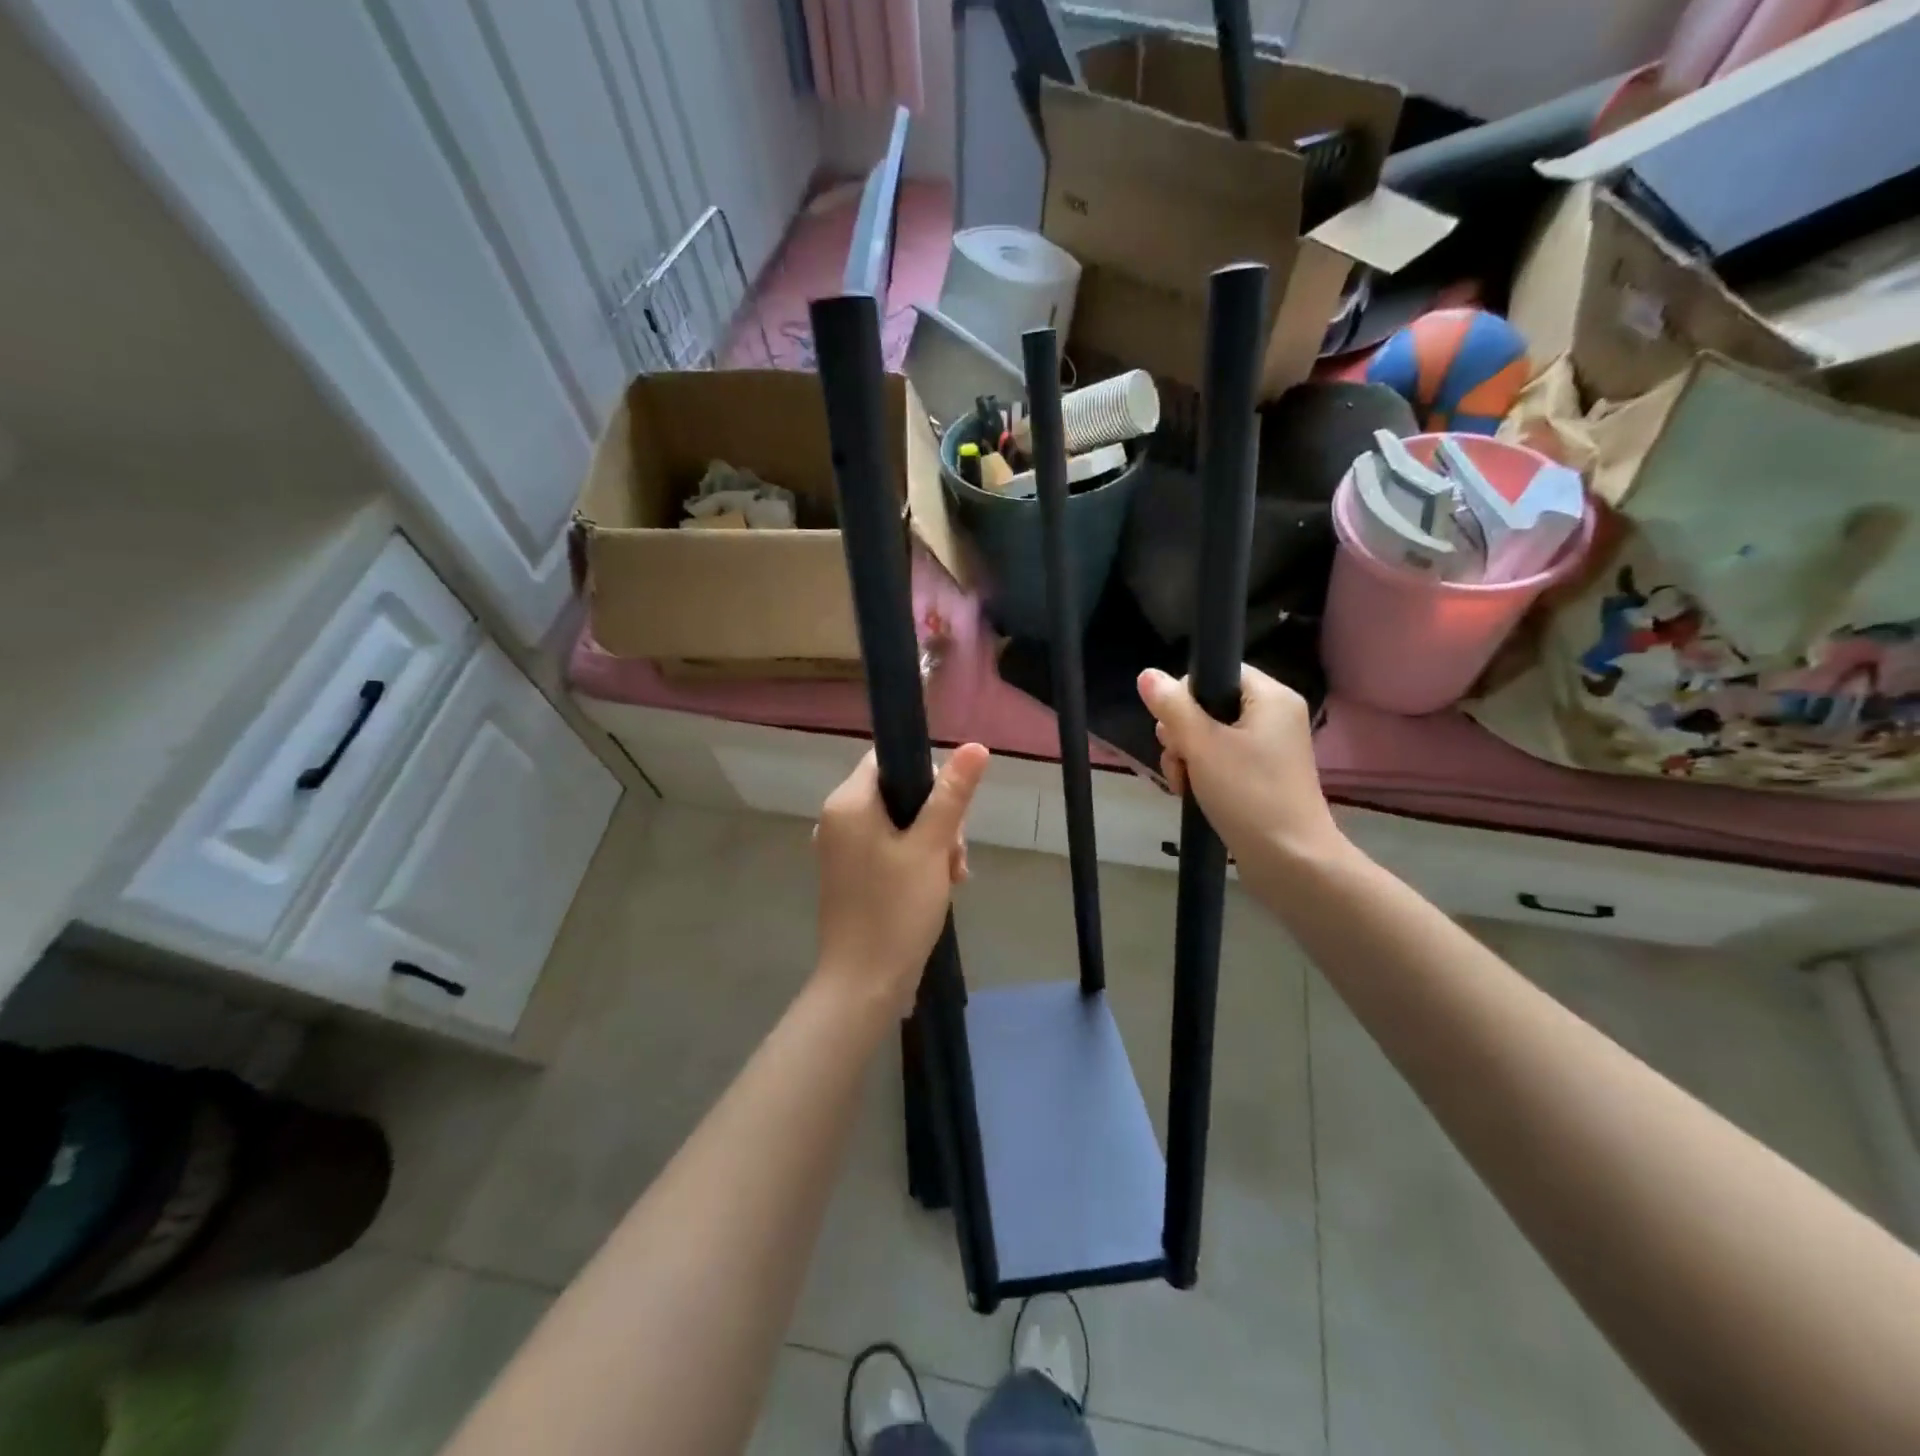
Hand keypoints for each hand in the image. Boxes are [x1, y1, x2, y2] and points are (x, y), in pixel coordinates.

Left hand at [814, 744, 989, 1017]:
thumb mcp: (931, 847)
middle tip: (956, 855)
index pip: (890, 761)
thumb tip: (975, 746)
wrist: (864, 984)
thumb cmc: (897, 909)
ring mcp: (842, 850)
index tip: (952, 811)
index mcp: (848, 803)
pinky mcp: (850, 876)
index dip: (927, 777)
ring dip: (932, 843)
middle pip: (897, 794)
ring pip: (898, 824)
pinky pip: (888, 850)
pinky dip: (915, 860)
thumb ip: (952, 794)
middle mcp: (837, 820)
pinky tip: (940, 885)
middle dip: (937, 818)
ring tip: (953, 876)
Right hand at [1137, 666, 1345, 872]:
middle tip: (1181, 760)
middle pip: (1207, 705)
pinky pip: (1219, 761)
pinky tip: (1192, 793)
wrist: (1290, 861)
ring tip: (1184, 784)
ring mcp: (1267, 749)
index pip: (1217, 672)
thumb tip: (1147, 674)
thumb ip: (1172, 707)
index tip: (1176, 727)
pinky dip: (1200, 774)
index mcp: (1270, 697)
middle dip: (1181, 733)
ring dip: (1185, 757)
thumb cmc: (1249, 794)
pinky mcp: (1259, 777)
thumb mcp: (1202, 746)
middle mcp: (1273, 717)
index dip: (1187, 694)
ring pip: (1207, 736)